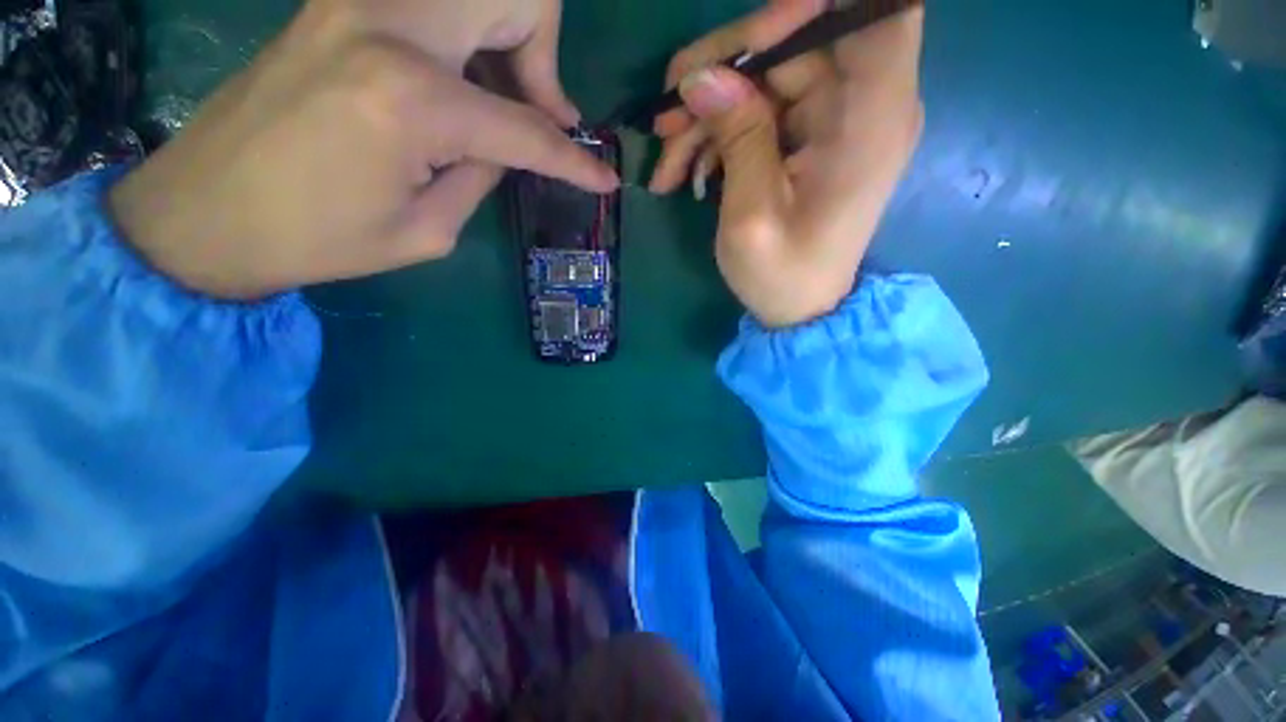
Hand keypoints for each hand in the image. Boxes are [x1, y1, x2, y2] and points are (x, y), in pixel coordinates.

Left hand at [109, 1, 615, 299]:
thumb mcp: (428, 230)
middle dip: (544, 57)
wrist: (205, 211)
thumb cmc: (318, 240)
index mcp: (413, 99)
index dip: (575, 160)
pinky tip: (463, 82)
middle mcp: (390, 24)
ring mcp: (358, 2)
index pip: (528, 128)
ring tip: (506, 99)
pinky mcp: (339, 4)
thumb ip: (482, 173)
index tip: (605, 179)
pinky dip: (469, 35)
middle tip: (543, 113)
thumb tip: (509, 146)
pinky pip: (434, 2)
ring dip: (509, 38)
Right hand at [648, 0, 924, 327]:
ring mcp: (832, 121)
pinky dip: (717, 136)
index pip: (883, 10)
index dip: (814, 5)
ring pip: (766, 80)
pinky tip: (684, 171)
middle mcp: (863, 106)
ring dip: (708, 113)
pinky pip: (759, 113)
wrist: (799, 310)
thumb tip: (701, 78)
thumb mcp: (752, 216)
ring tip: (665, 157)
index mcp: (871, 120)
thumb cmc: (782, 275)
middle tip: (667, 107)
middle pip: (798, 41)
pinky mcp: (807, 139)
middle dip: (725, 68)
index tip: (754, 38)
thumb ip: (738, 138)